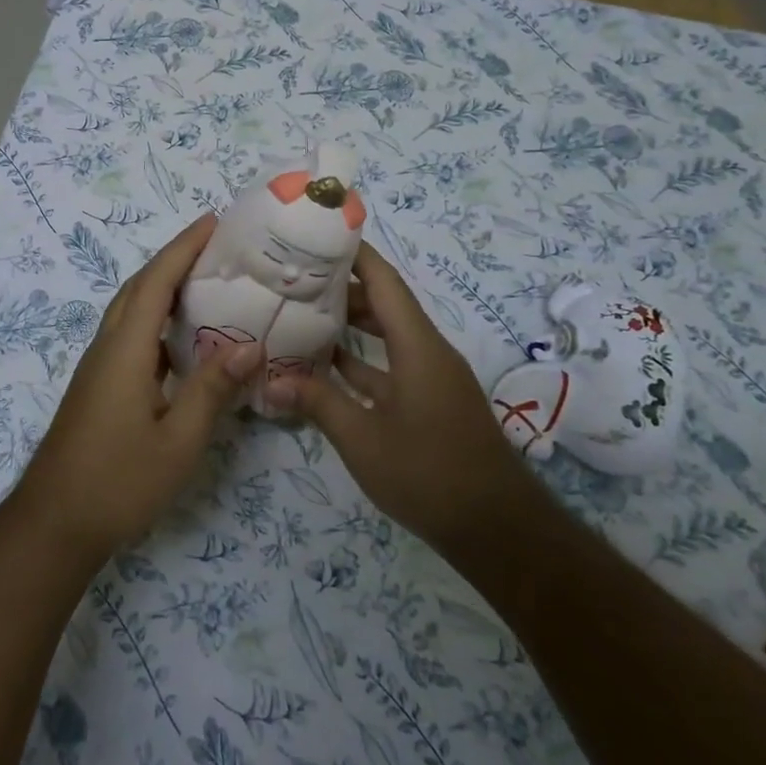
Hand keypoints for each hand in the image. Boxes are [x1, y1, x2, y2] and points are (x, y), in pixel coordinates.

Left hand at [9, 214, 261, 568]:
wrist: (55, 521)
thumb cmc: (118, 481)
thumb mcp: (178, 440)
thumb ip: (212, 389)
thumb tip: (250, 343)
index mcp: (125, 350)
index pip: (156, 282)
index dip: (183, 247)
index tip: (212, 222)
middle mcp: (107, 347)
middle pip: (139, 287)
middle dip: (174, 258)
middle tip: (216, 245)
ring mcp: (99, 367)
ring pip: (130, 310)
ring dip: (162, 286)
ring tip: (205, 281)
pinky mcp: (99, 385)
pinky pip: (129, 334)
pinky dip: (156, 319)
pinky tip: (183, 339)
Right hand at [264, 241, 528, 550]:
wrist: (496, 528)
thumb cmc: (428, 473)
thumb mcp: (363, 439)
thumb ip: (317, 404)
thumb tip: (269, 384)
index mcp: (418, 347)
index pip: (384, 282)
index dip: (355, 255)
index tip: (319, 236)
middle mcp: (427, 352)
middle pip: (384, 304)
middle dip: (342, 288)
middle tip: (295, 279)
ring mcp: (431, 378)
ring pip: (388, 336)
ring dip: (351, 325)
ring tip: (303, 315)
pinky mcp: (430, 402)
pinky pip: (391, 365)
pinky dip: (362, 361)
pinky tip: (327, 366)